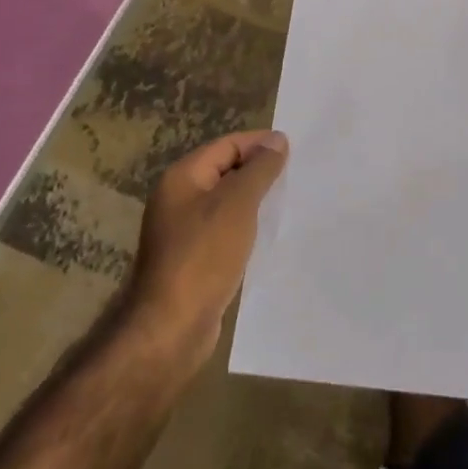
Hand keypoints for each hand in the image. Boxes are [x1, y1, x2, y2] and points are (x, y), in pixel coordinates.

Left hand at [127, 130, 287, 364]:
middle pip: (225, 172)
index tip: (294, 149)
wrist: (171, 328)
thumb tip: (277, 139)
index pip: (226, 145)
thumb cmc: (204, 255)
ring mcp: (183, 232)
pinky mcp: (193, 261)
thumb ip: (260, 169)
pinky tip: (268, 236)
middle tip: (296, 176)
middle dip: (259, 171)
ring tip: (288, 203)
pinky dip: (246, 229)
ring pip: (226, 204)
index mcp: (182, 178)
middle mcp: (178, 199)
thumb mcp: (238, 203)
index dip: (259, 143)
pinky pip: (225, 232)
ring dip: (254, 202)